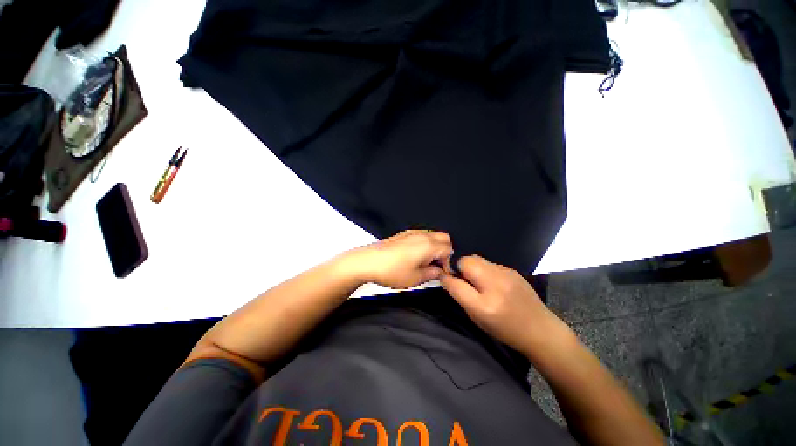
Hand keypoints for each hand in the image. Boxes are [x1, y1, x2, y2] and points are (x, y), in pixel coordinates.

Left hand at [344, 230, 452, 288]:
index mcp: (429, 245)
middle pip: (444, 238)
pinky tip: (415, 256)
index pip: (449, 249)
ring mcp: (412, 232)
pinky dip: (425, 243)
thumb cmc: (392, 271)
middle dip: (445, 251)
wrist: (368, 261)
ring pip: (433, 235)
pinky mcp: (403, 233)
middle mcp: (423, 235)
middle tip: (436, 266)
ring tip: (425, 262)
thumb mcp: (415, 278)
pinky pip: (422, 235)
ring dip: (435, 247)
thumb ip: (432, 274)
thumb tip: (439, 271)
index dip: (449, 262)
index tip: (442, 273)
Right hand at [440, 255, 570, 355]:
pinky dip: (483, 268)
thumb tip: (448, 278)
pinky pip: (489, 263)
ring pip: (477, 259)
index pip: (455, 283)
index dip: (446, 277)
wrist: (540, 329)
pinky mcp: (512, 270)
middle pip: (466, 261)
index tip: (443, 276)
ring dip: (470, 266)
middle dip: (459, 266)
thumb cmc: (505, 329)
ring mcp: (506, 274)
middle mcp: (495, 284)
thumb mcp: (478, 318)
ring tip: (475, 279)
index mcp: (484, 305)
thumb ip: (461, 296)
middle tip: (460, 277)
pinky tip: (489, 280)